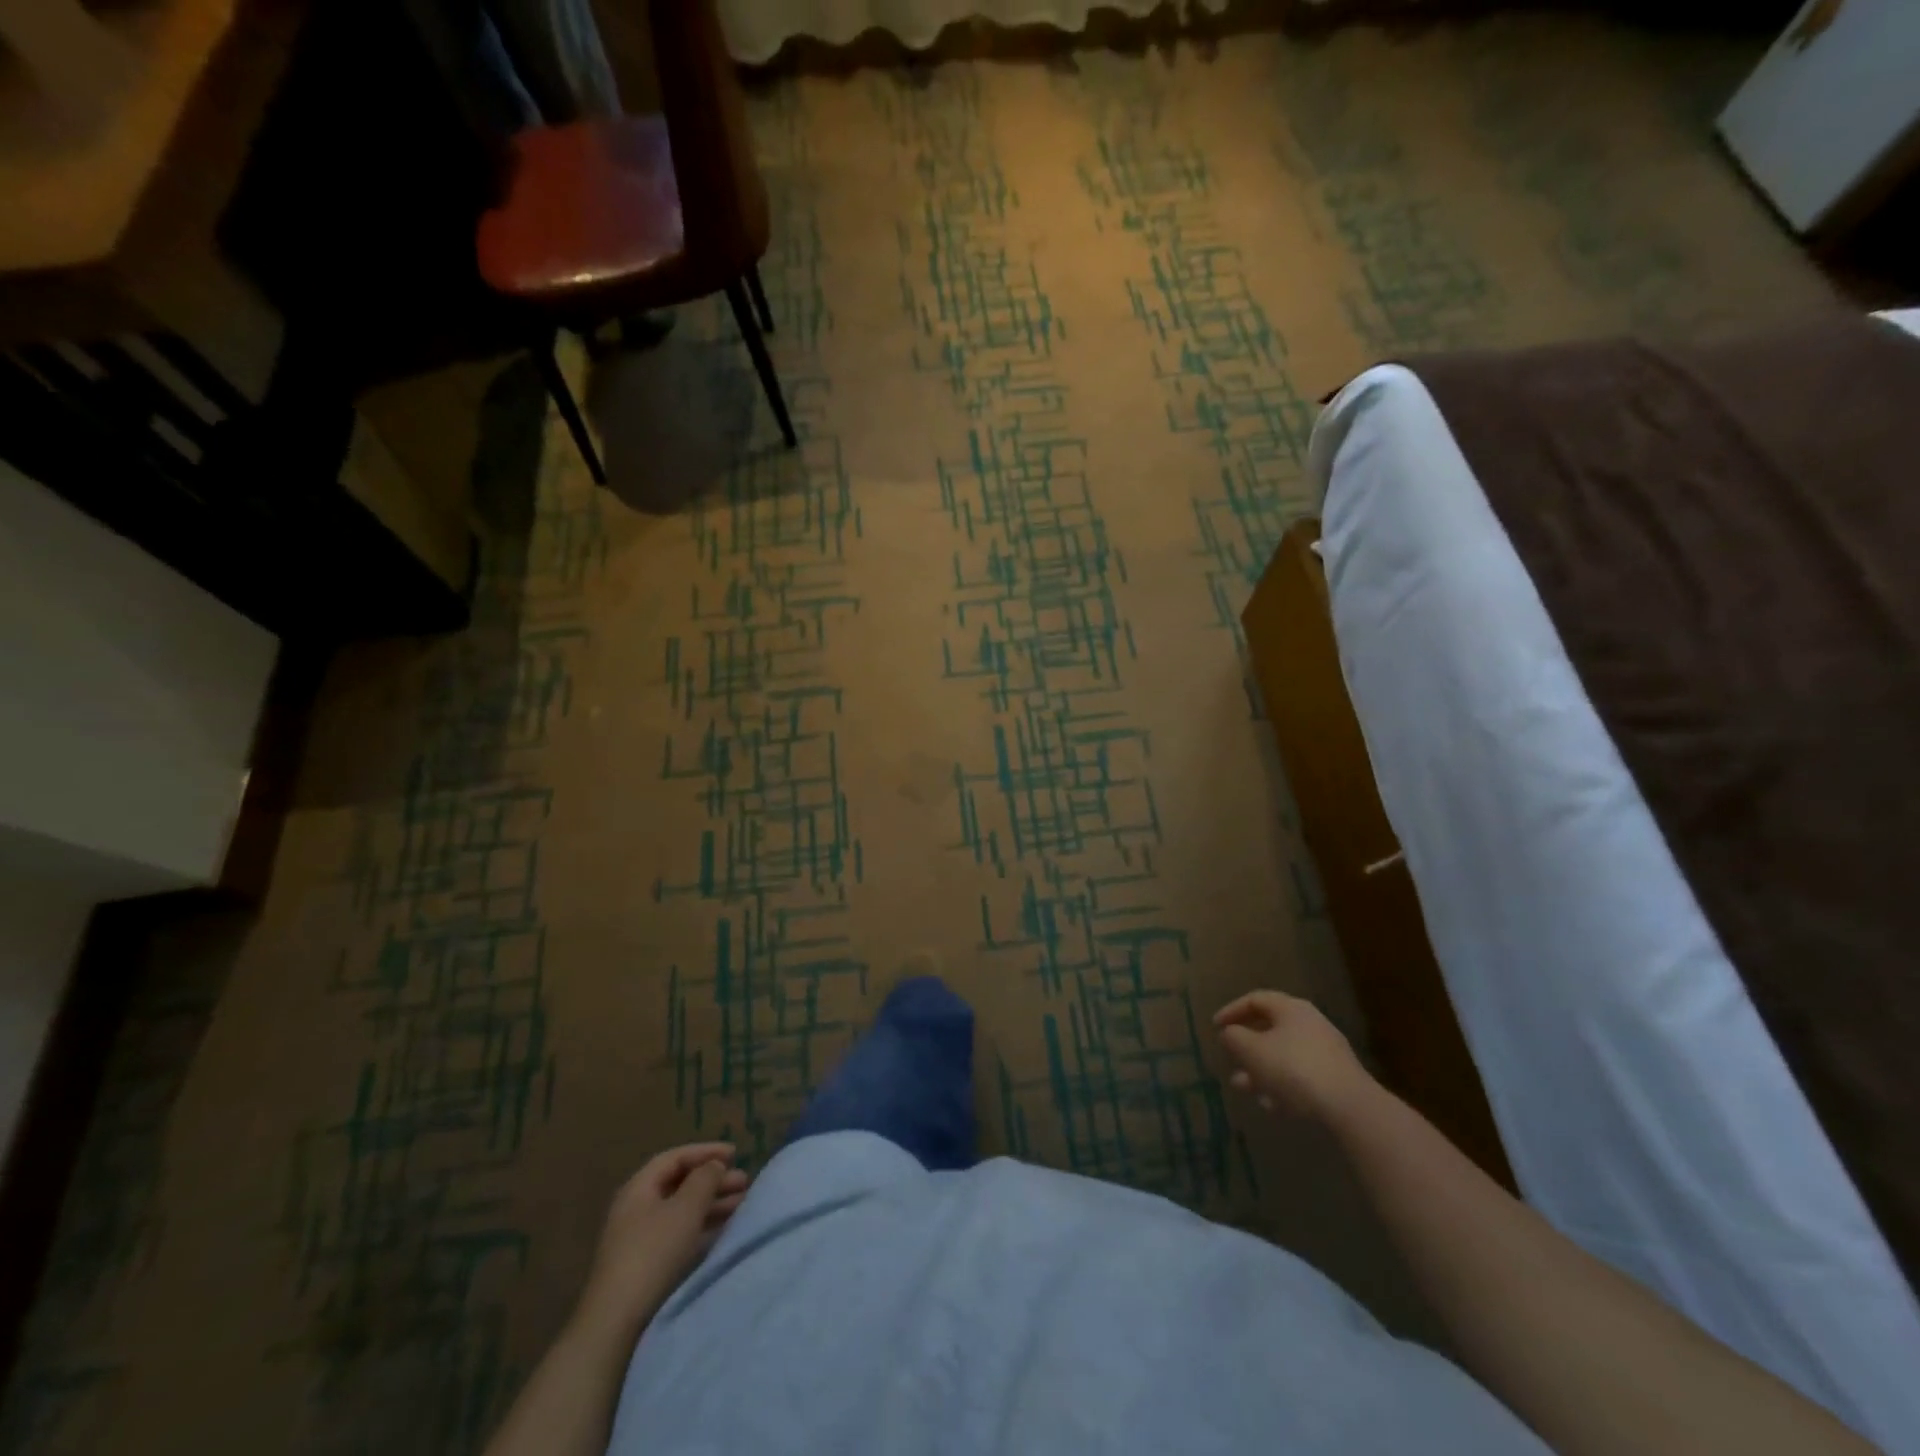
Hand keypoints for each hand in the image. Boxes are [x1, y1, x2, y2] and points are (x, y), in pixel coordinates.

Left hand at [575, 1143, 750, 1340]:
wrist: (617, 1323)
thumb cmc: (653, 1253)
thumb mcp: (685, 1208)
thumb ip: (704, 1179)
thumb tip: (714, 1166)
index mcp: (639, 1188)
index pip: (675, 1158)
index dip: (706, 1151)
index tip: (735, 1154)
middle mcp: (637, 1209)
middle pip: (680, 1184)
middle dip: (713, 1180)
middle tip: (744, 1182)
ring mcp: (639, 1239)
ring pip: (682, 1210)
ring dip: (712, 1203)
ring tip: (742, 1204)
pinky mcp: (646, 1265)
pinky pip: (680, 1233)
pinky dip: (703, 1226)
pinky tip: (723, 1230)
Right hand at [1214, 990, 1372, 1119]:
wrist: (1350, 1108)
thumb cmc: (1293, 1069)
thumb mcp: (1252, 1051)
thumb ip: (1234, 1038)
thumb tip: (1230, 1033)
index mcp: (1291, 1009)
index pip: (1255, 999)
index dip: (1232, 1011)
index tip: (1215, 1028)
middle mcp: (1310, 1024)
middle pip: (1270, 1029)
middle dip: (1246, 1046)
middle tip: (1229, 1058)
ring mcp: (1326, 1053)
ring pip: (1283, 1056)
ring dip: (1260, 1070)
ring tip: (1242, 1087)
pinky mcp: (1336, 1080)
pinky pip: (1300, 1077)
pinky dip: (1281, 1086)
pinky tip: (1270, 1105)